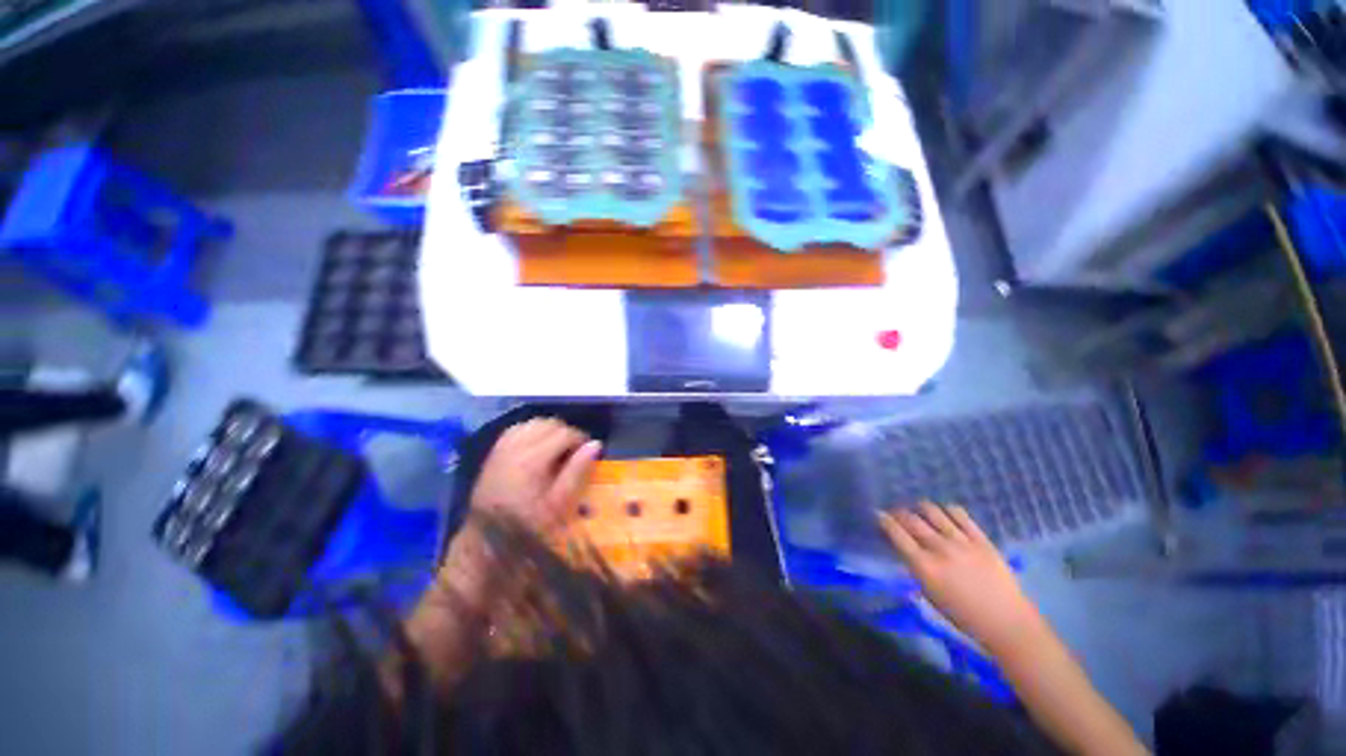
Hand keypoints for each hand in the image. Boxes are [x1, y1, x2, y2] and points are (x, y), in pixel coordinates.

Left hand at [469, 418, 602, 531]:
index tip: (589, 451)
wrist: (487, 539)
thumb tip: (595, 444)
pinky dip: (532, 431)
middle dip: (567, 433)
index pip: (564, 433)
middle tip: (575, 451)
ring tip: (558, 447)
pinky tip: (539, 445)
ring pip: (533, 423)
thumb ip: (577, 471)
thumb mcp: (559, 503)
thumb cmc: (528, 525)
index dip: (581, 438)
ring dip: (550, 430)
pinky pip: (518, 429)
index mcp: (532, 460)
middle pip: (549, 424)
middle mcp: (515, 447)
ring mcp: (502, 448)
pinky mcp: (495, 451)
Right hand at [879, 503, 1045, 653]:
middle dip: (899, 513)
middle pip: (911, 519)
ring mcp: (961, 541)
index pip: (896, 534)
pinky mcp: (981, 539)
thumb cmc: (962, 615)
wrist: (1005, 622)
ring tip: (918, 510)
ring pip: (933, 511)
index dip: (884, 520)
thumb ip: (914, 567)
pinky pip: (960, 514)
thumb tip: (901, 547)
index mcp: (924, 566)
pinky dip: (947, 510)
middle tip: (895, 513)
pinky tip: (945, 514)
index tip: (878, 514)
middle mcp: (939, 549)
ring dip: (921, 508)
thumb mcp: (929, 594)